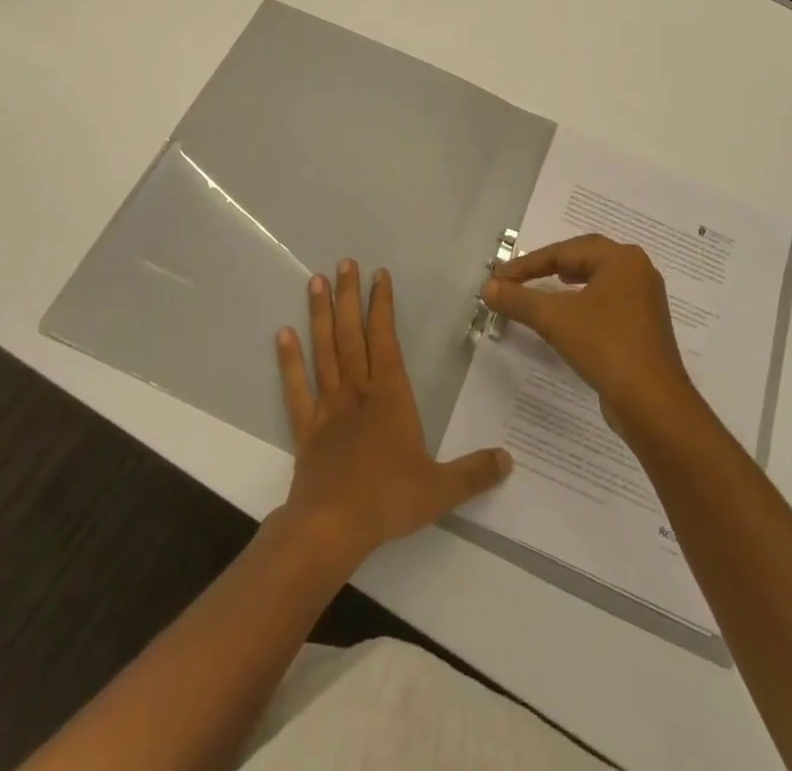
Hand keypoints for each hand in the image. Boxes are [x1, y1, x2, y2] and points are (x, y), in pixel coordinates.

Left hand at [275, 260, 511, 567]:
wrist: (331, 527)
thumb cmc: (387, 500)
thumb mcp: (440, 489)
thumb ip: (474, 472)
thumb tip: (509, 459)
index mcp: (390, 396)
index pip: (385, 339)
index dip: (382, 305)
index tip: (378, 274)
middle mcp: (357, 391)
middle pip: (351, 334)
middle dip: (348, 297)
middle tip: (343, 263)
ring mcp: (328, 407)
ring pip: (323, 351)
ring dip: (319, 315)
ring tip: (313, 281)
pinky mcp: (306, 428)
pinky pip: (296, 388)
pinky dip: (288, 361)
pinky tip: (282, 334)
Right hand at [482, 234, 700, 434]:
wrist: (653, 404)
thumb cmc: (605, 347)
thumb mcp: (554, 319)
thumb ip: (518, 299)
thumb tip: (488, 287)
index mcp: (622, 259)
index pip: (565, 251)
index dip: (528, 263)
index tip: (500, 277)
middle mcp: (638, 271)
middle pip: (586, 257)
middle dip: (551, 264)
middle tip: (522, 275)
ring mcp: (646, 300)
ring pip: (599, 279)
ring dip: (568, 282)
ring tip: (546, 287)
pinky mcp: (646, 327)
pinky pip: (609, 302)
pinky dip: (584, 302)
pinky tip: (572, 316)